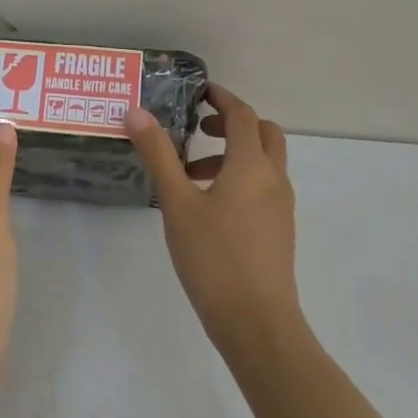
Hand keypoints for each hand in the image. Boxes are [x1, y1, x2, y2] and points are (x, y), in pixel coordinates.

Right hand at [126, 85, 302, 361]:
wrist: (258, 325)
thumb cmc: (214, 259)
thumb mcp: (177, 204)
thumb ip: (158, 155)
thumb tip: (136, 112)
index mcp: (251, 165)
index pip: (242, 115)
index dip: (222, 98)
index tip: (198, 92)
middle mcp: (273, 179)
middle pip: (263, 133)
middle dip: (233, 123)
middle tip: (198, 130)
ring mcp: (281, 206)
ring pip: (264, 161)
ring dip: (233, 153)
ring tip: (191, 175)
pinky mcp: (280, 230)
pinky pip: (263, 186)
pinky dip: (241, 177)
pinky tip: (209, 207)